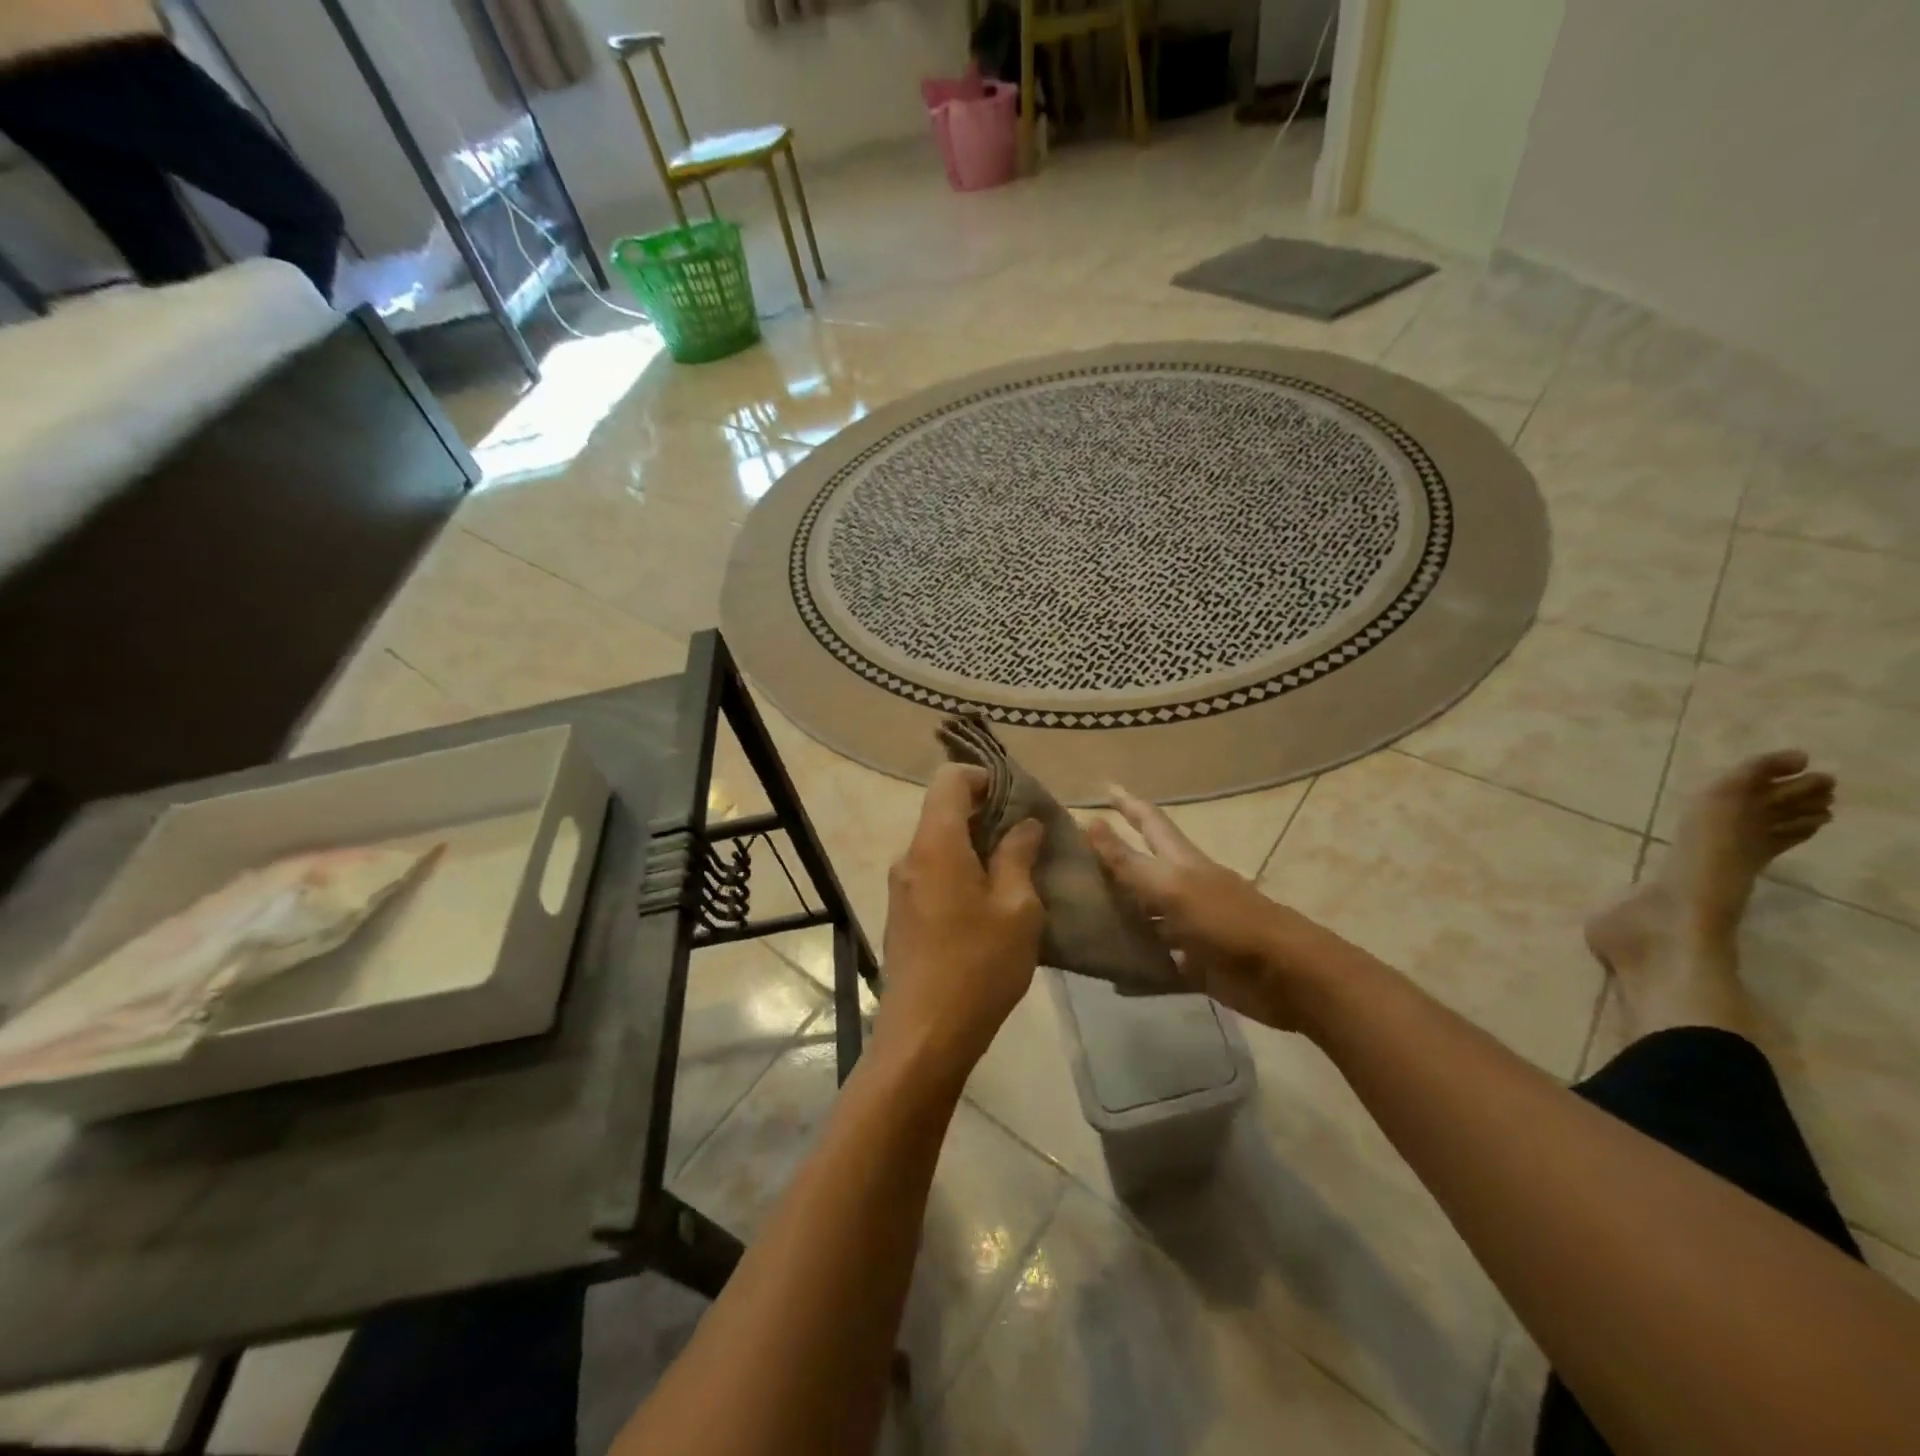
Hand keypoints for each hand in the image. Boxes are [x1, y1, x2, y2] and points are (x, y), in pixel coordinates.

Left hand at [874, 765, 1045, 1082]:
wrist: (924, 1035)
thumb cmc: (978, 966)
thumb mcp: (1016, 908)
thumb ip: (1019, 856)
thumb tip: (1025, 824)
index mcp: (935, 844)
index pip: (950, 780)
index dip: (984, 778)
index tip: (1018, 799)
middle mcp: (909, 856)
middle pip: (943, 811)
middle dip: (986, 814)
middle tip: (1028, 836)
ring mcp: (901, 887)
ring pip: (939, 844)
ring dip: (975, 846)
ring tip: (1016, 870)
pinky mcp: (902, 913)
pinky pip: (932, 873)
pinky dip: (961, 871)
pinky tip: (989, 902)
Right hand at [1086, 786, 1319, 1030]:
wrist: (1285, 976)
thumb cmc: (1228, 922)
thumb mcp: (1172, 887)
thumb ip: (1129, 861)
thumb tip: (1089, 821)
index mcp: (1181, 862)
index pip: (1148, 821)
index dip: (1127, 803)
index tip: (1104, 786)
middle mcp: (1183, 889)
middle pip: (1142, 868)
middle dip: (1113, 860)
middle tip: (1073, 859)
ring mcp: (1190, 928)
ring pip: (1146, 917)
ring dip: (1118, 915)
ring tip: (1078, 915)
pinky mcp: (1196, 965)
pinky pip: (1158, 966)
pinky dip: (1137, 970)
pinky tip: (1111, 977)